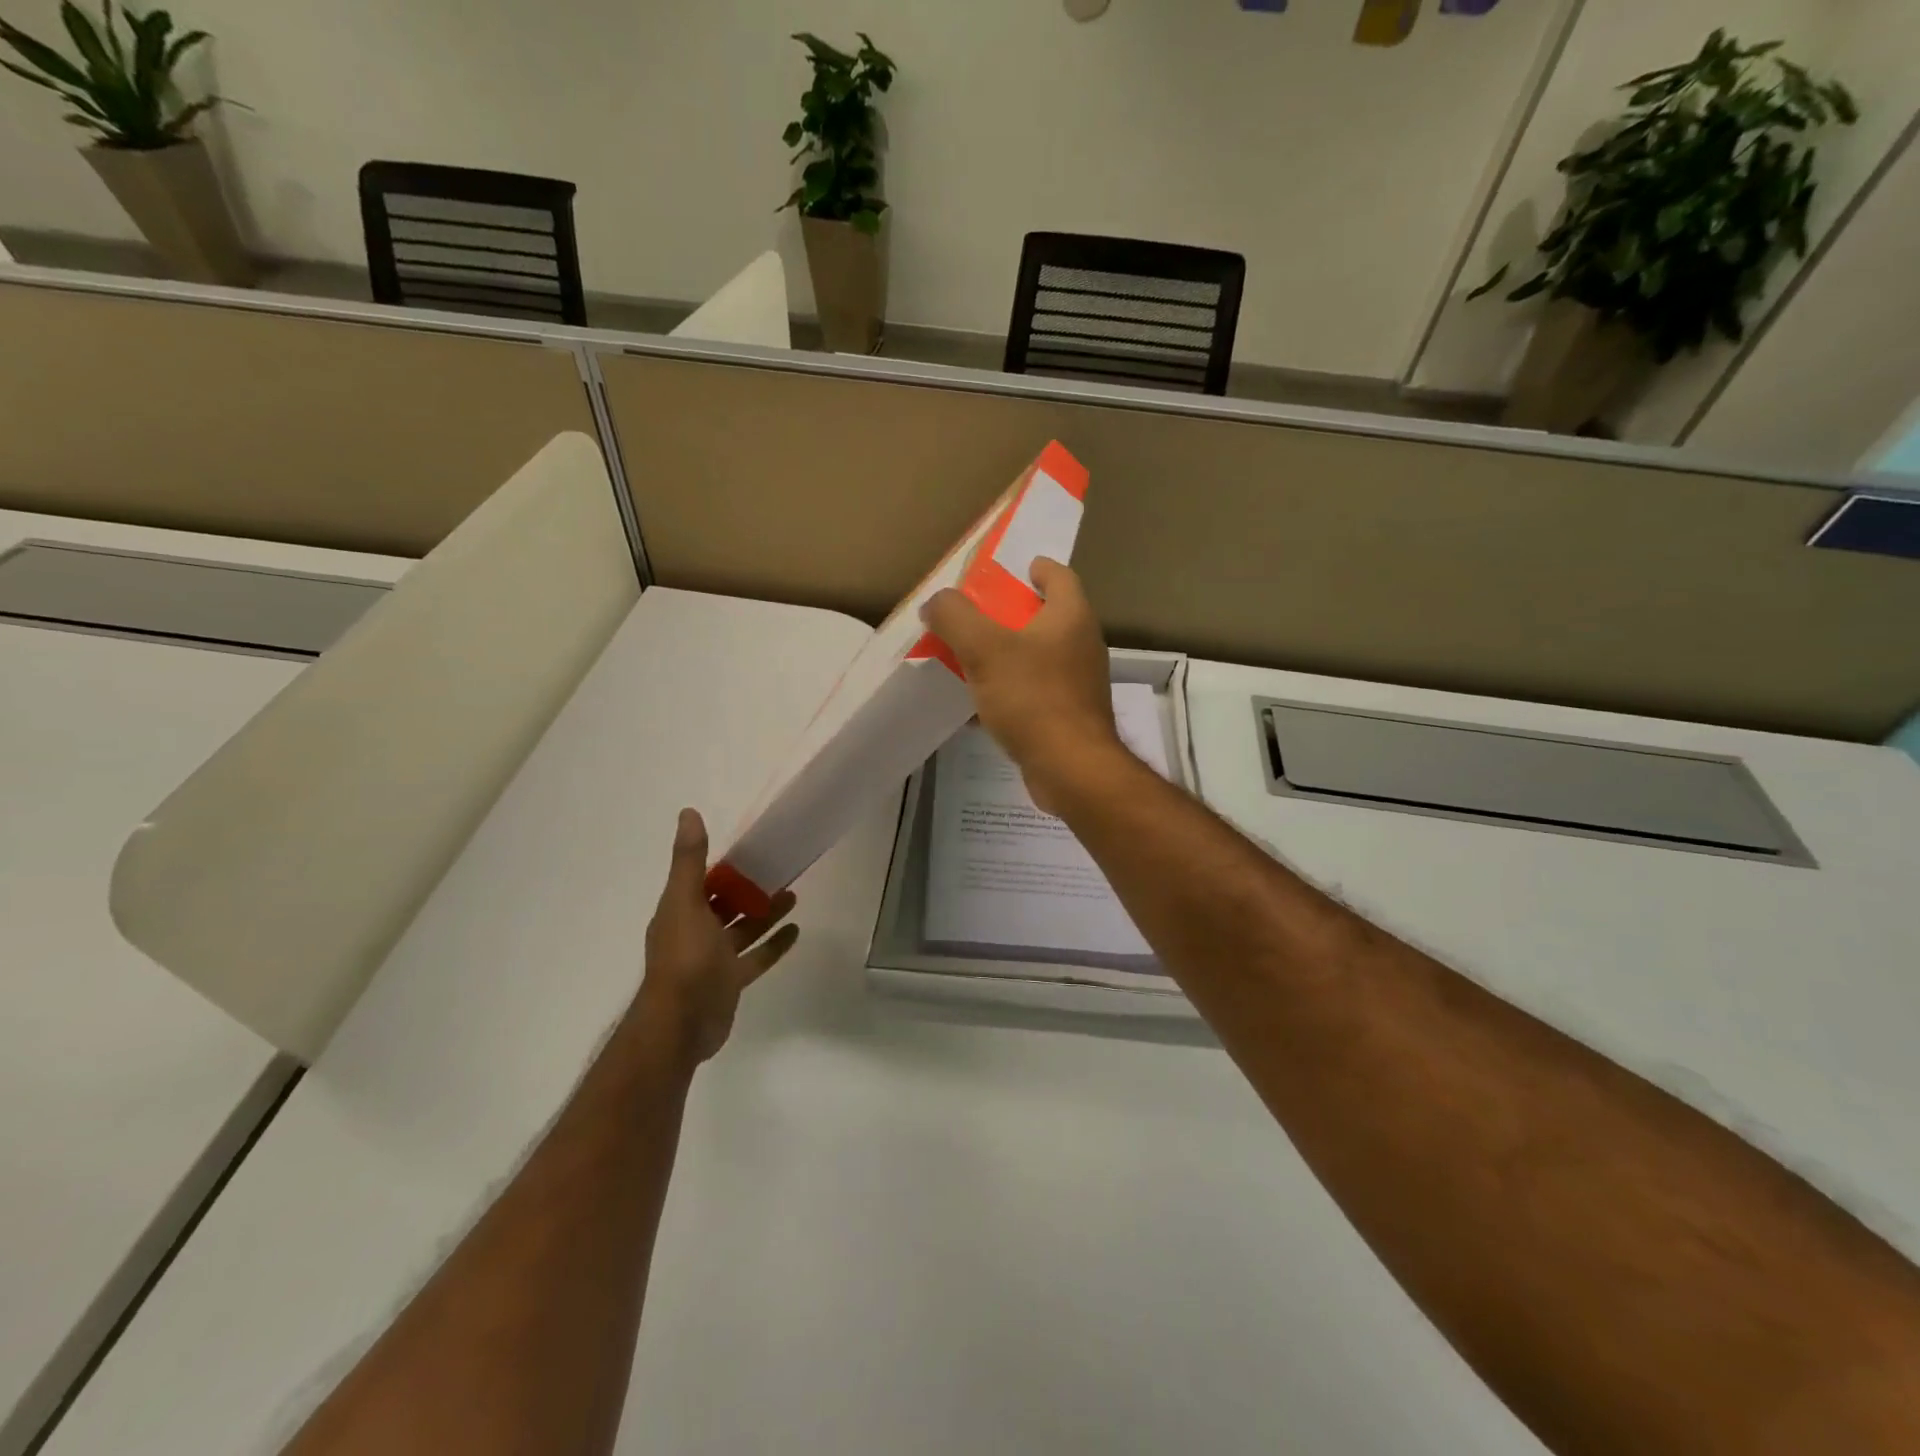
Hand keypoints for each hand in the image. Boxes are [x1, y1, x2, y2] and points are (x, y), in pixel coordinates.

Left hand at [634, 809, 798, 1066]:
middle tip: (780, 869)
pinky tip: (796, 931)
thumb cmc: (684, 957)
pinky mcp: (731, 980)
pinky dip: (774, 945)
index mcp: (680, 911)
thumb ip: (689, 860)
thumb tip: (688, 812)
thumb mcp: (685, 901)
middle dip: (749, 888)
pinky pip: (757, 957)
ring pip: (744, 929)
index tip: (752, 850)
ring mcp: (714, 959)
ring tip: (793, 895)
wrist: (681, 1023)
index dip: (725, 866)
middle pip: (725, 904)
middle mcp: (695, 931)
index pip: (703, 881)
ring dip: (766, 912)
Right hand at [921, 557, 1127, 814]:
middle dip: (1013, 613)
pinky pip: (1036, 691)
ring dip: (1010, 653)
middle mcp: (1082, 644)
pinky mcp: (1071, 716)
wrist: (1071, 769)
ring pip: (1040, 656)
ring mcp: (1080, 683)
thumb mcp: (984, 649)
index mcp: (1071, 617)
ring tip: (973, 657)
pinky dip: (1012, 689)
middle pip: (1047, 616)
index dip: (1036, 568)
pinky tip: (983, 703)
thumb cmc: (1033, 699)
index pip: (1059, 576)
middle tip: (976, 615)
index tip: (1013, 569)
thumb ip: (955, 617)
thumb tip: (937, 601)